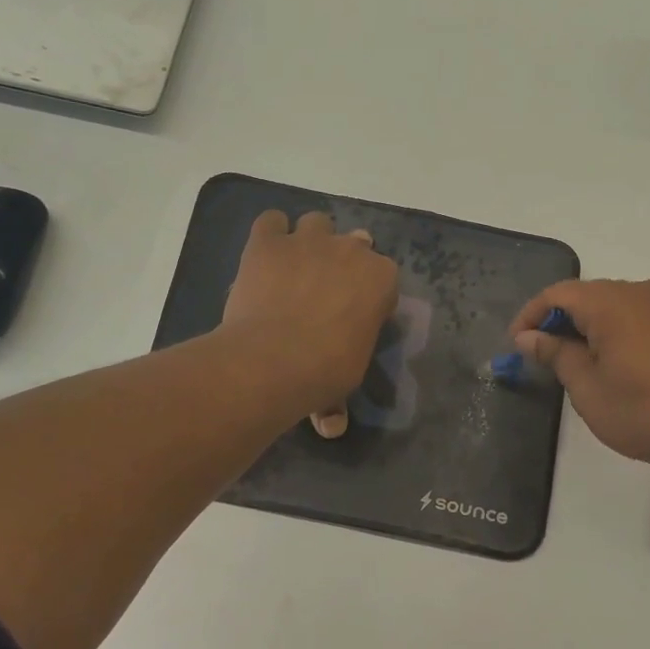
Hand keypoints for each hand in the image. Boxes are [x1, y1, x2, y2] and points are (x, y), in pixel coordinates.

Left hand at [222, 210, 398, 429]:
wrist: (273, 360)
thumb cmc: (324, 372)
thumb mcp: (344, 383)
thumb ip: (339, 399)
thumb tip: (332, 427)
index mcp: (381, 280)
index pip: (384, 276)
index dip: (369, 292)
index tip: (355, 313)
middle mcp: (350, 250)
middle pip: (355, 243)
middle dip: (343, 261)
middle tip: (325, 290)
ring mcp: (308, 241)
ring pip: (315, 223)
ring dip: (309, 240)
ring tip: (294, 267)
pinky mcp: (267, 242)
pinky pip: (271, 222)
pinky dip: (270, 234)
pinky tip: (265, 254)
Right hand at [510, 279, 649, 484]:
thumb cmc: (643, 412)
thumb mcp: (587, 387)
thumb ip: (555, 354)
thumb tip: (528, 336)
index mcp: (611, 301)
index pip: (557, 294)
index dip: (530, 316)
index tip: (514, 346)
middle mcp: (638, 291)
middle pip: (584, 295)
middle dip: (557, 322)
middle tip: (539, 358)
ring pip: (609, 305)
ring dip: (584, 328)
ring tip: (570, 364)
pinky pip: (632, 316)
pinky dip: (610, 332)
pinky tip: (607, 363)